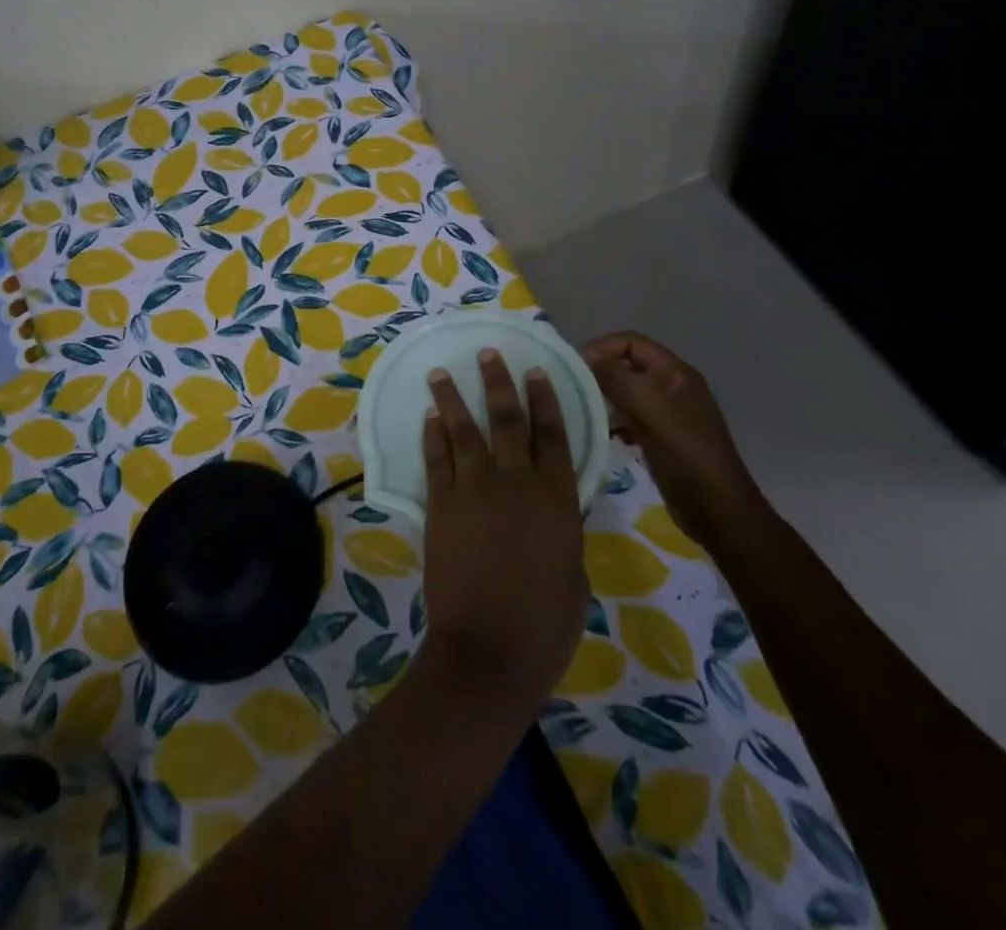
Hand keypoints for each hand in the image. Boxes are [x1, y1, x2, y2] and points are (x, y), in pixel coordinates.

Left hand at [418, 350, 586, 718]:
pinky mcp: (441, 505)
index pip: (553, 436)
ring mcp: (474, 491)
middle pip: (508, 421)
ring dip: (453, 398)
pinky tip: (430, 416)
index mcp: (557, 500)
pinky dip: (433, 435)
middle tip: (489, 353)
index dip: (545, 401)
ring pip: (465, 431)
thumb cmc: (545, 625)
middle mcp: (516, 483)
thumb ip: (564, 531)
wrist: (488, 652)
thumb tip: (556, 507)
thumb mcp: (574, 574)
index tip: (537, 372)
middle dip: (499, 383)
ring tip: (442, 371)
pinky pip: (437, 459)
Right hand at [582, 331, 767, 546]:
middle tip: (576, 391)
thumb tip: (589, 359)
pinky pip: (634, 417)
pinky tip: (608, 436)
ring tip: (587, 413)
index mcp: (676, 373)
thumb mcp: (649, 410)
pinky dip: (617, 421)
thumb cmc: (685, 454)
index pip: (631, 341)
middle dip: (601, 373)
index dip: (602, 348)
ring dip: (607, 398)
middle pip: (629, 365)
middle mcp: (674, 387)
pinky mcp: (665, 438)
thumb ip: (617, 378)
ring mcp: (671, 414)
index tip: (576, 369)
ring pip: (629, 392)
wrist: (717, 510)